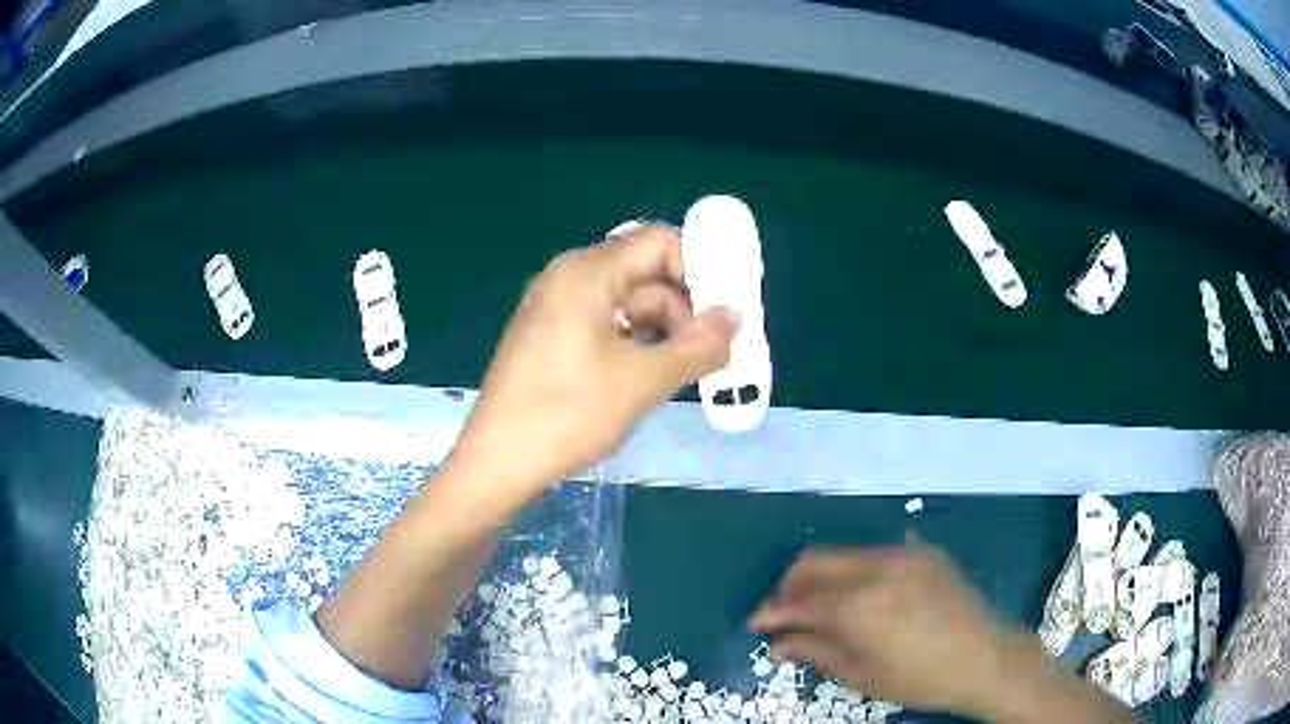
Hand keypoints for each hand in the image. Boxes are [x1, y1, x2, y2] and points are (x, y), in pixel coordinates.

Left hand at [446, 223, 739, 499]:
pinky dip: (636, 344)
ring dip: (664, 332)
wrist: (496, 464)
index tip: (726, 311)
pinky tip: (654, 376)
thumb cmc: (566, 415)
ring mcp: (556, 308)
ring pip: (628, 303)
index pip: (660, 243)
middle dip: (685, 309)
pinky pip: (606, 325)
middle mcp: (569, 278)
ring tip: (691, 372)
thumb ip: (697, 346)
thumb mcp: (642, 381)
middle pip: (645, 273)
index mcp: (587, 272)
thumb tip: (735, 319)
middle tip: (716, 351)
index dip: (700, 269)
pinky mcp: (551, 337)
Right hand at [749, 544, 1016, 714]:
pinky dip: (855, 571)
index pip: (798, 599)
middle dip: (790, 585)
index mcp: (860, 604)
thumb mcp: (863, 675)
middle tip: (784, 613)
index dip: (771, 610)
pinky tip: (861, 597)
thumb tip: (777, 643)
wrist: (986, 657)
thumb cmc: (920, 678)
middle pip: (815, 560)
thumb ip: (816, 651)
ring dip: (822, 576)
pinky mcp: (924, 551)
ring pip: (844, 553)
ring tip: (820, 607)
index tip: (756, 624)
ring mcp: (904, 554)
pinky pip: (876, 553)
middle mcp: (878, 567)